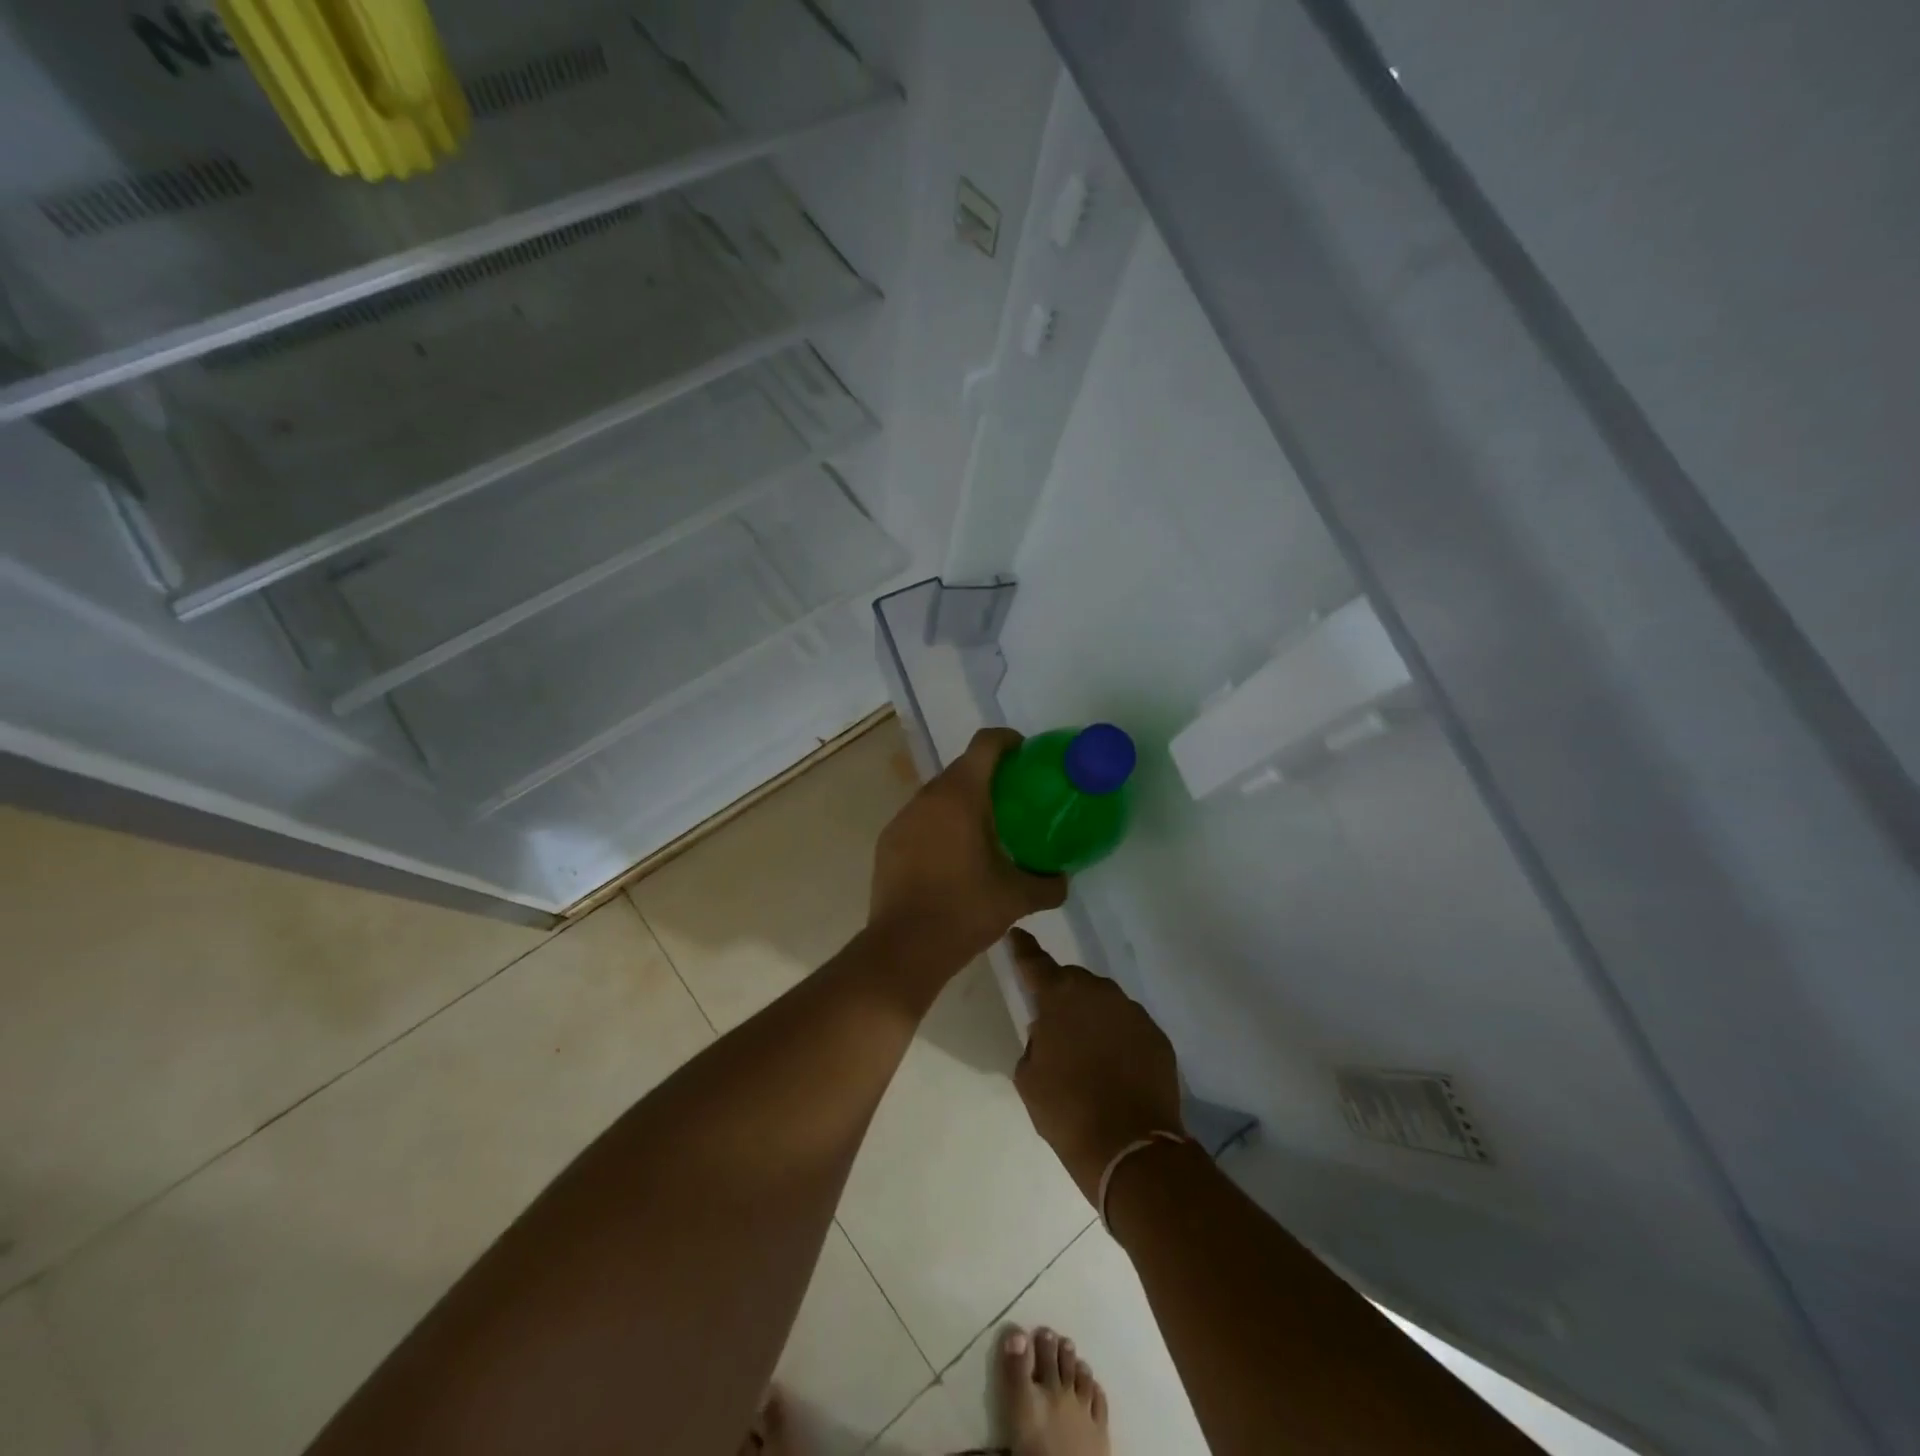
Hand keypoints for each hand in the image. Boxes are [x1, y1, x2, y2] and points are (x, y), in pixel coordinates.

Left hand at [870, 728, 1066, 969]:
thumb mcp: (1017, 898)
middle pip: (962, 767)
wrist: (904, 948)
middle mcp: (928, 796)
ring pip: (939, 794)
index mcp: (961, 796)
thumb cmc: (964, 911)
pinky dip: (940, 824)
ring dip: (962, 801)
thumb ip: (1049, 884)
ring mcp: (903, 818)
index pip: (985, 744)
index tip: (1027, 757)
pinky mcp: (888, 841)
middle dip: (989, 775)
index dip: (1009, 741)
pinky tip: (952, 856)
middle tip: (1014, 800)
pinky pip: (920, 819)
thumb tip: (1063, 879)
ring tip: (985, 830)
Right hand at [1009, 929, 1184, 1202]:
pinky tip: (1115, 1066)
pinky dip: (1119, 1037)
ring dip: (1093, 1016)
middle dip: (1063, 995)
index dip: (1022, 949)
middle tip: (1057, 1026)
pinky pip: (1129, 1025)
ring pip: (1104, 1002)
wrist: (1131, 1147)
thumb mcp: (1029, 1078)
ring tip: (1089, 1051)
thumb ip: (1035, 1043)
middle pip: (1073, 981)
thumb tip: (1049, 1034)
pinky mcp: (1156, 1034)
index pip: (1034, 962)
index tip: (1016, 935)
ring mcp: (1131, 1011)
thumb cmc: (1067, 1111)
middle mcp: (1097, 992)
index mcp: (1059, 997)